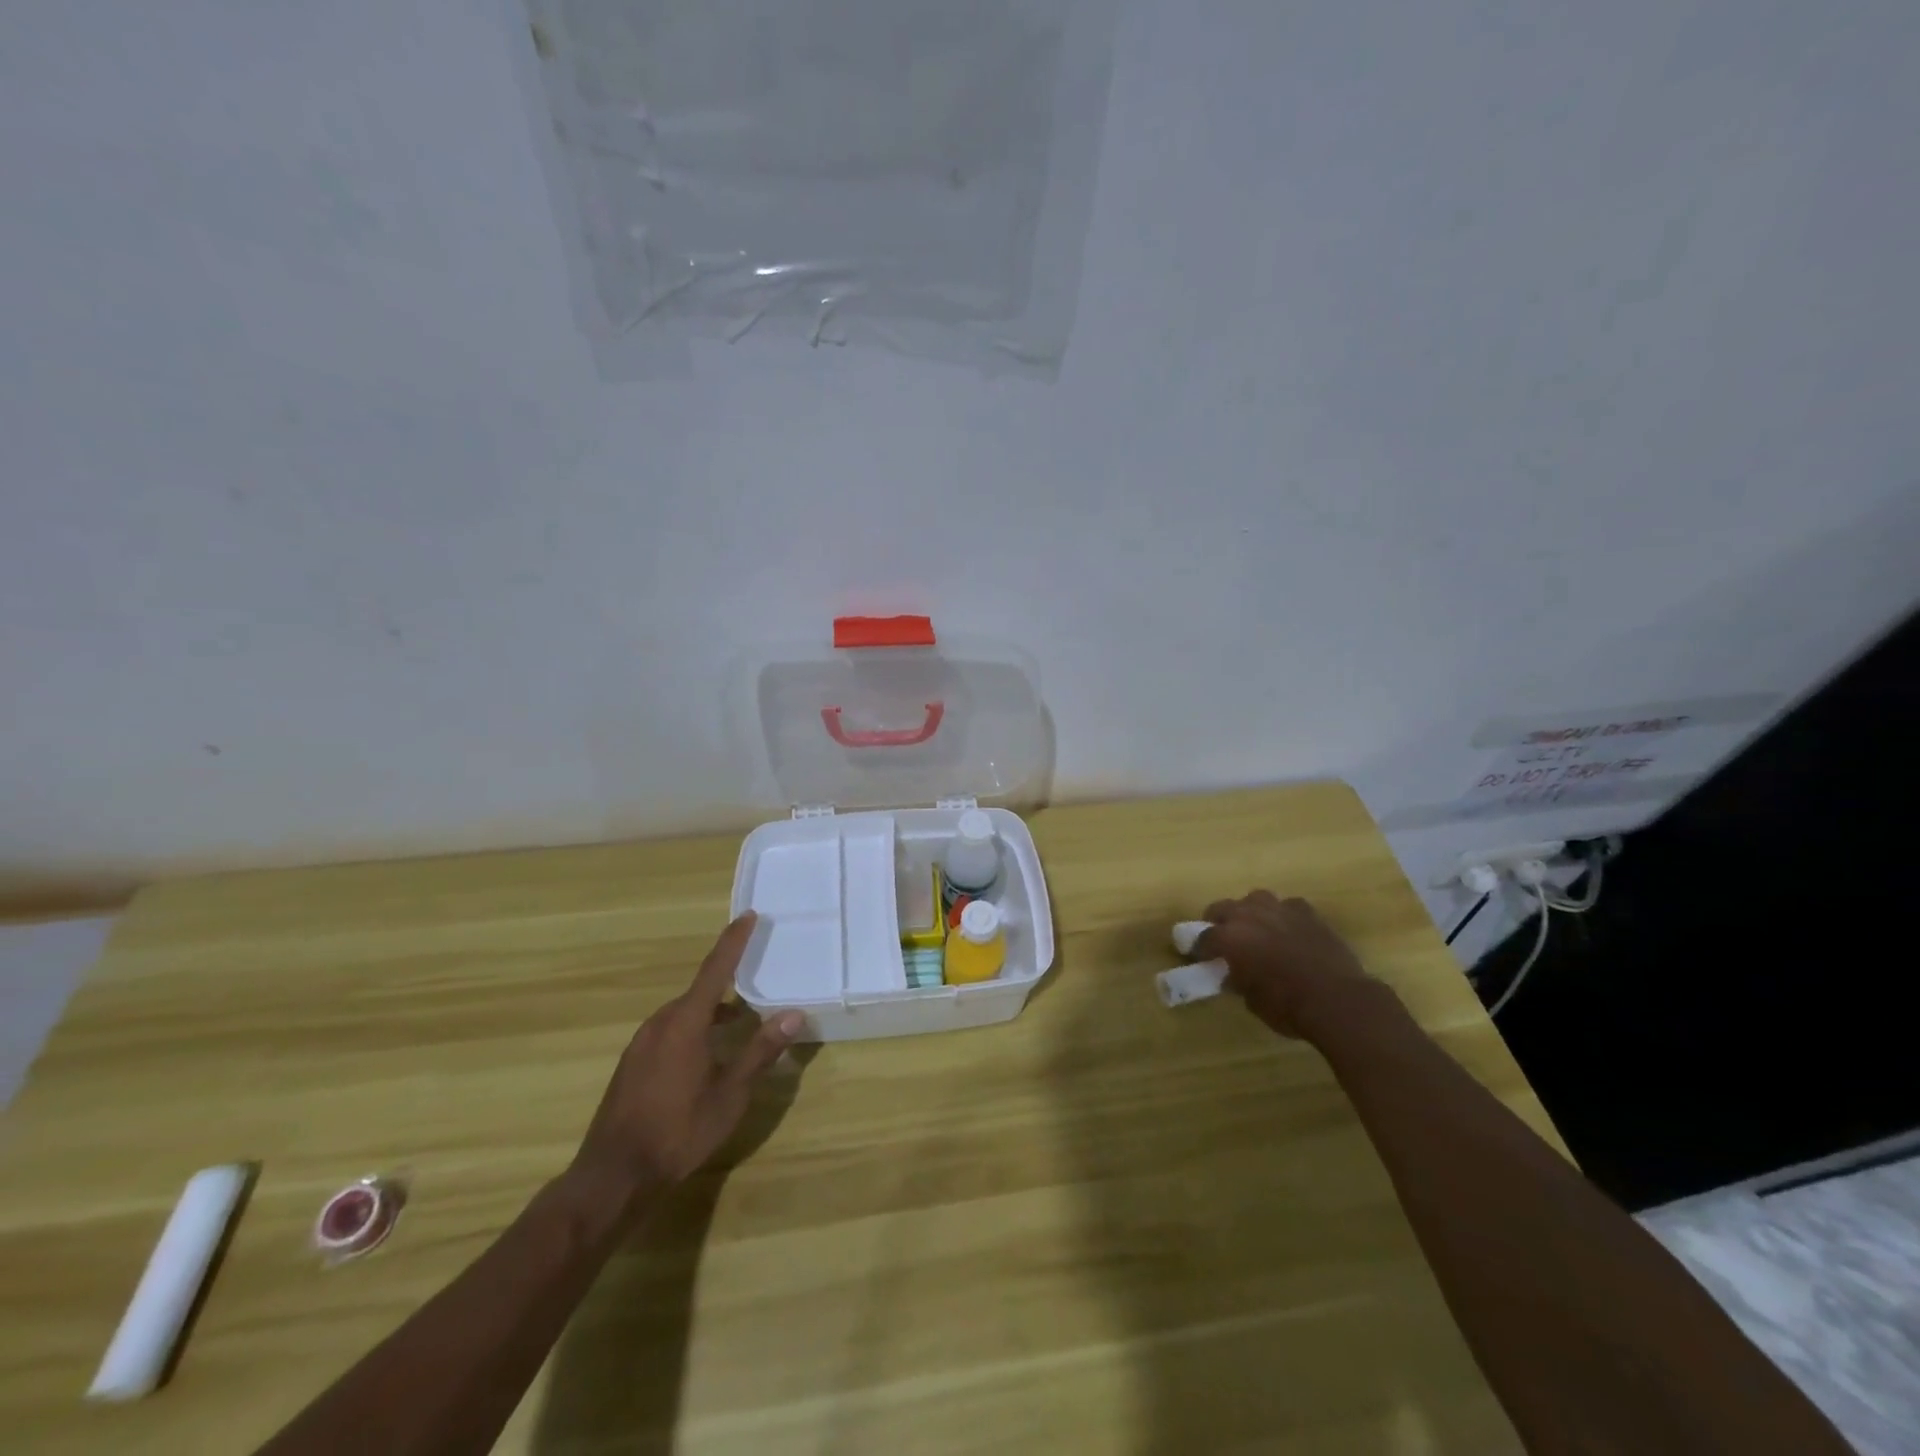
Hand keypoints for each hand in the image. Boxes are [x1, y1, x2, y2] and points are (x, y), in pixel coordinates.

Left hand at [569, 913, 803, 1212]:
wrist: (613, 1176)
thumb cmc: (678, 1132)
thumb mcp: (730, 1095)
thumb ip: (760, 1051)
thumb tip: (794, 1014)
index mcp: (685, 1022)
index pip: (716, 969)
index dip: (734, 941)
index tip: (749, 915)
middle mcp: (660, 1023)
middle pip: (700, 991)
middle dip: (728, 983)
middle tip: (756, 980)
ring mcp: (641, 1043)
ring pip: (684, 1014)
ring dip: (711, 1012)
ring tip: (738, 1023)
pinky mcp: (632, 1064)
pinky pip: (669, 1031)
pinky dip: (693, 1029)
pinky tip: (705, 1056)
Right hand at [1194, 891, 1391, 1040]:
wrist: (1338, 1000)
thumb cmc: (1288, 1006)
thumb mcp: (1252, 1000)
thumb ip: (1237, 979)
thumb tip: (1233, 974)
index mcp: (1229, 938)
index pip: (1203, 937)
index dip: (1198, 948)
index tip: (1198, 957)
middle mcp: (1249, 915)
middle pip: (1222, 907)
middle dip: (1218, 921)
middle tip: (1222, 939)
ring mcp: (1280, 909)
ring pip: (1255, 899)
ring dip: (1251, 912)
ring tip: (1256, 929)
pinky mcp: (1307, 912)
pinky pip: (1288, 906)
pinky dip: (1283, 916)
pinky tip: (1289, 930)